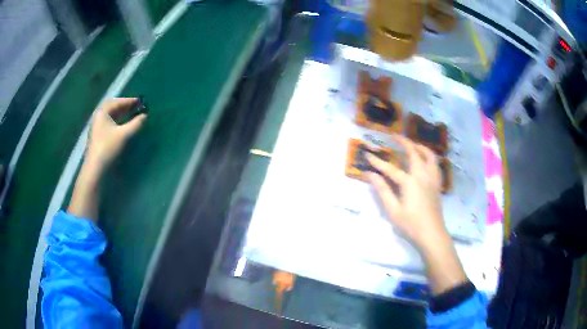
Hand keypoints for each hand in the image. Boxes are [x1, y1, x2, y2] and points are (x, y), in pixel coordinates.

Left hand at [86, 98, 145, 172]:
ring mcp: (97, 126)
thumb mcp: (124, 135)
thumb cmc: (108, 148)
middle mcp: (99, 117)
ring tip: (133, 115)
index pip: (118, 102)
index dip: (130, 101)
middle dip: (126, 107)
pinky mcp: (98, 136)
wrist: (95, 169)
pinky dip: (118, 121)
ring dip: (122, 114)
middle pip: (113, 108)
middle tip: (137, 107)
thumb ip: (136, 124)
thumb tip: (145, 116)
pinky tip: (124, 125)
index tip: (140, 102)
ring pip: (111, 116)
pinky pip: (110, 123)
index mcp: (102, 112)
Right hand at [366, 135, 466, 294]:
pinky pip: (435, 164)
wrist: (432, 233)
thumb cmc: (411, 224)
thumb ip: (382, 190)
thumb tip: (370, 175)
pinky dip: (429, 157)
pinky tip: (425, 161)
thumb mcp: (393, 210)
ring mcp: (432, 178)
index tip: (367, 155)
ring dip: (420, 147)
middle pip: (414, 152)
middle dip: (403, 142)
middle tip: (394, 136)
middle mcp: (422, 175)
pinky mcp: (437, 184)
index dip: (377, 162)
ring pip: (429, 155)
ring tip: (412, 145)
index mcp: (409, 182)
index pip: (390, 168)